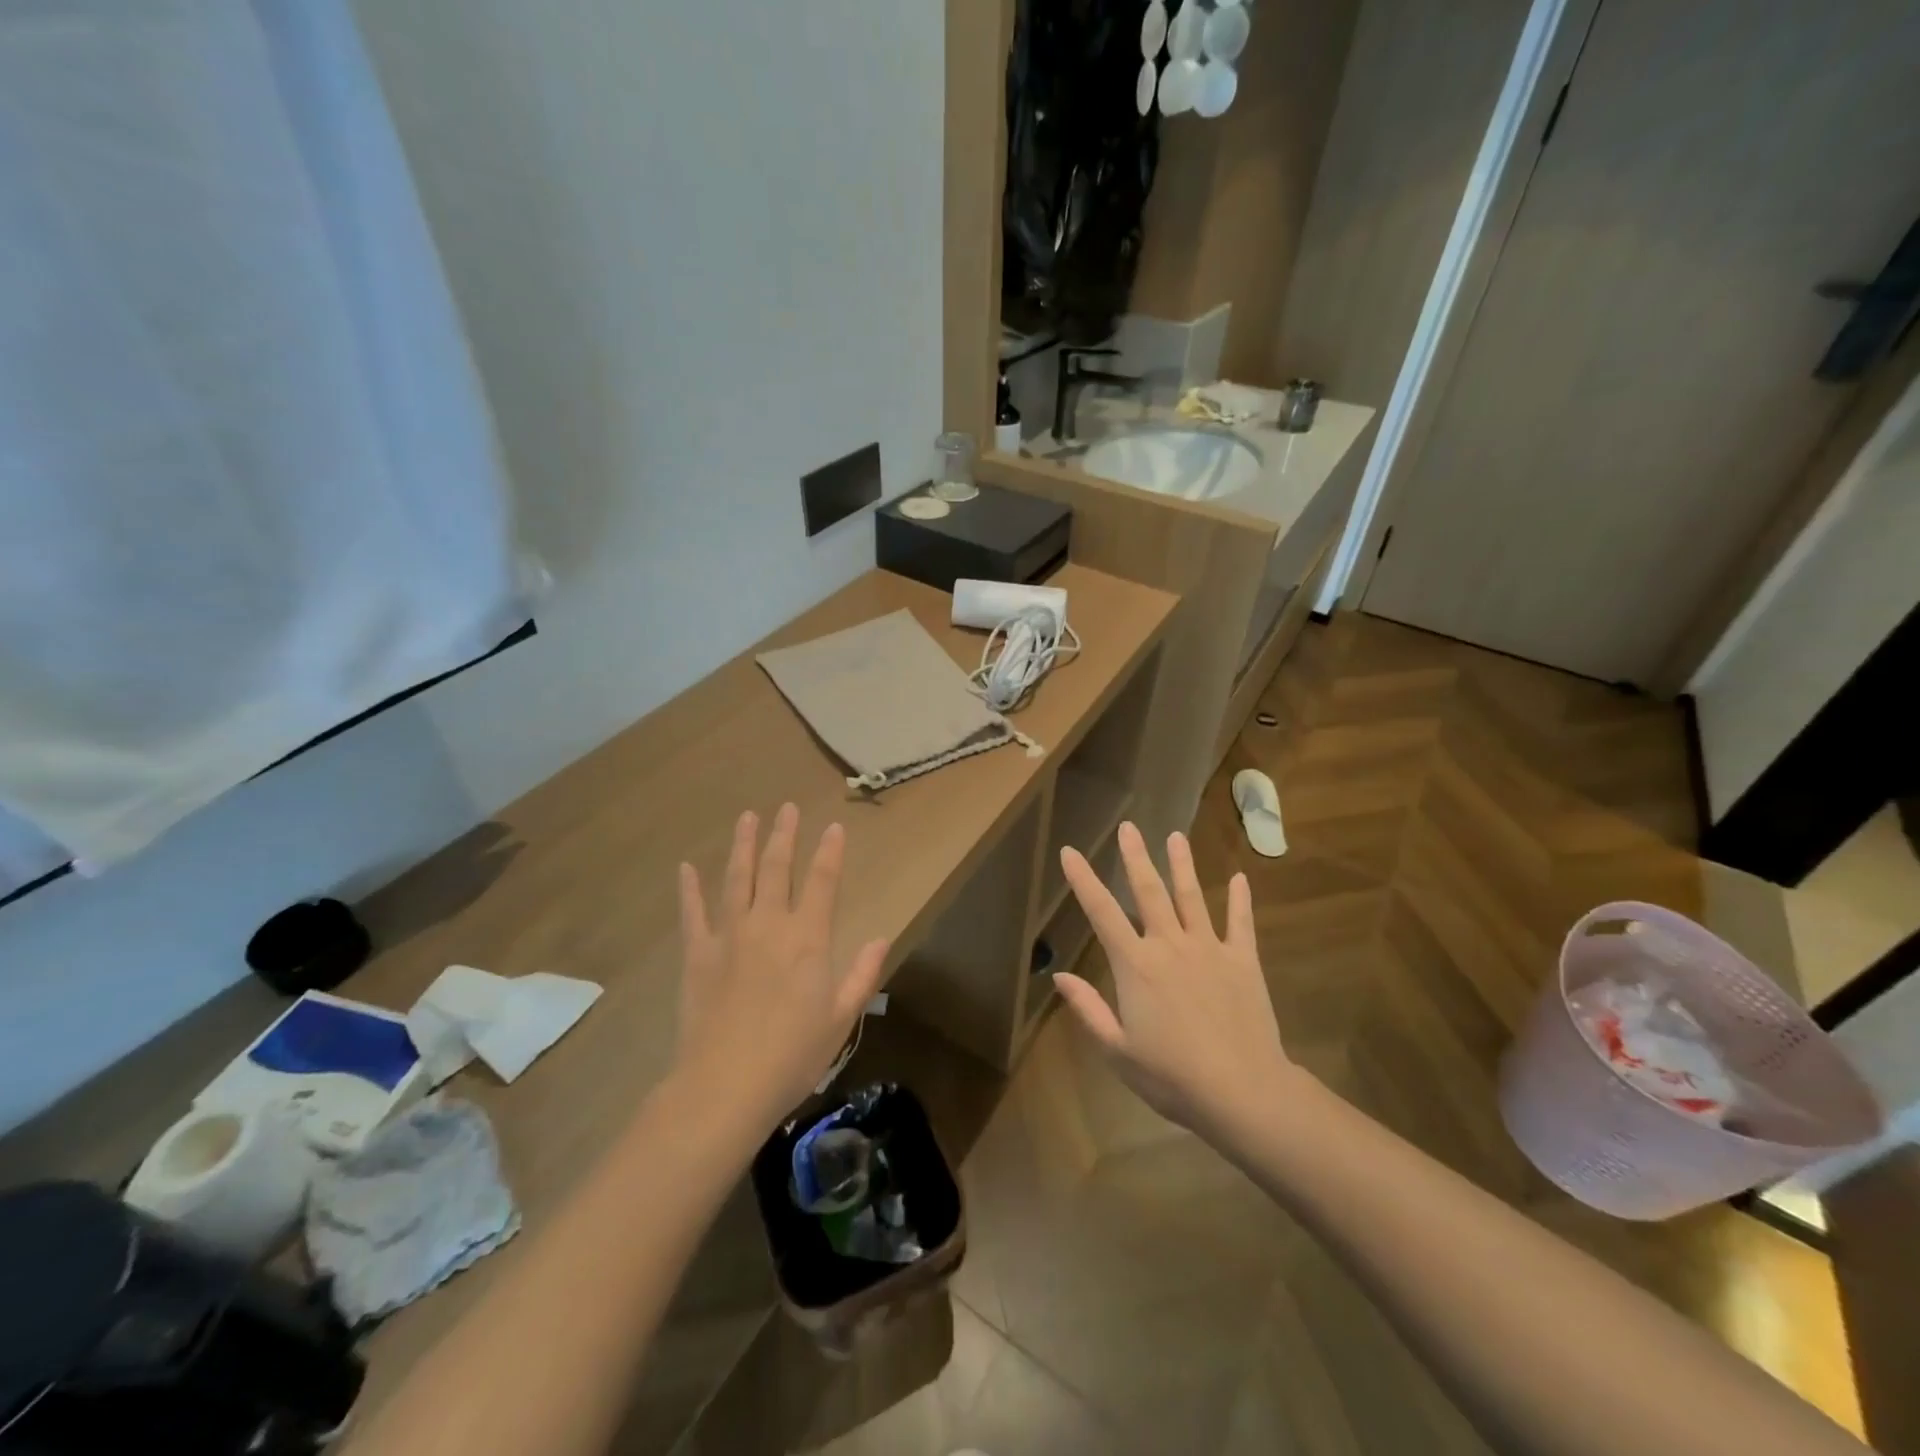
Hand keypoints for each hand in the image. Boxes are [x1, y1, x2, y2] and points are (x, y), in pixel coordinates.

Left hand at [675, 805, 888, 1121]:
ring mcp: (729, 936)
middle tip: (786, 808)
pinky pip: (693, 913)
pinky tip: (687, 868)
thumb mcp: (840, 1019)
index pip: (822, 882)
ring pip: (737, 879)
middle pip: (777, 868)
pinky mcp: (698, 954)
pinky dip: (690, 888)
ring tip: (747, 817)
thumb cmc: (792, 1056)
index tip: (833, 827)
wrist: (724, 1086)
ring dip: (743, 846)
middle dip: (784, 836)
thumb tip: (881, 938)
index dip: (829, 852)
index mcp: (808, 938)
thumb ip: (862, 974)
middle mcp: (769, 925)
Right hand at [1055, 822, 1294, 1137]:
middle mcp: (1169, 945)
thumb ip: (1088, 1009)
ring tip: (1176, 837)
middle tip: (1128, 827)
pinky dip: (1240, 900)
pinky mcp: (1243, 961)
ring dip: (1182, 865)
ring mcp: (1209, 949)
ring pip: (1192, 897)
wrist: (1242, 1091)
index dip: (1083, 880)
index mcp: (1135, 965)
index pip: (1102, 913)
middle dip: (1136, 857)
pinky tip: (1240, 878)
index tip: (1070, 851)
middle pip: (1149, 892)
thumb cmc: (1172, 1076)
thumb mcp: (1117, 1050)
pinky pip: (1241, 923)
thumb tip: (1059, 975)